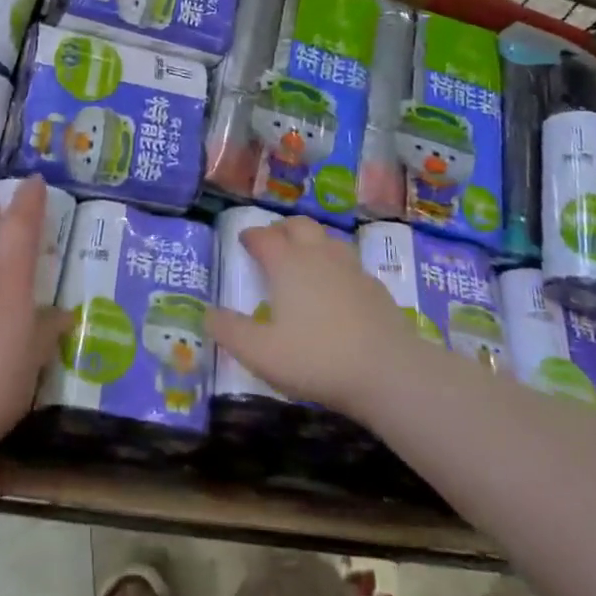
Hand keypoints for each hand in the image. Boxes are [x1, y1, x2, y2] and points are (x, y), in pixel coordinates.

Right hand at [207, 216, 421, 417]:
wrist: (388, 370)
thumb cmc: (317, 358)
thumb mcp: (261, 353)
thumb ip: (230, 332)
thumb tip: (207, 313)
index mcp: (288, 263)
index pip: (264, 236)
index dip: (251, 236)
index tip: (243, 241)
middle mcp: (318, 255)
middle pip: (298, 225)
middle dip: (281, 229)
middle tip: (272, 243)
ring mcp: (350, 267)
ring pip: (326, 239)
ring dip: (310, 241)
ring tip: (302, 259)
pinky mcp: (374, 286)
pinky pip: (348, 262)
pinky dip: (334, 265)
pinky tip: (335, 288)